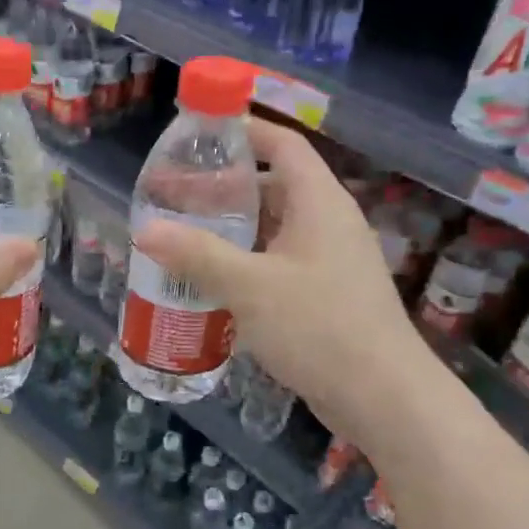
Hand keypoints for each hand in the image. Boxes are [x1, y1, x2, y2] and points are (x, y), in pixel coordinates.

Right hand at [133, 119, 421, 437]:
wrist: (382, 397)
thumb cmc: (318, 327)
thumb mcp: (250, 286)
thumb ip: (196, 254)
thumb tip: (145, 229)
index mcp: (319, 202)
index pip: (282, 145)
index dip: (243, 132)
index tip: (197, 135)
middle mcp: (327, 222)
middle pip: (271, 186)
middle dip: (220, 189)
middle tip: (170, 197)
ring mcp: (328, 260)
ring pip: (272, 229)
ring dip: (230, 229)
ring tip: (181, 237)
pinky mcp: (325, 294)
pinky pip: (277, 262)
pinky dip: (244, 261)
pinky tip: (211, 281)